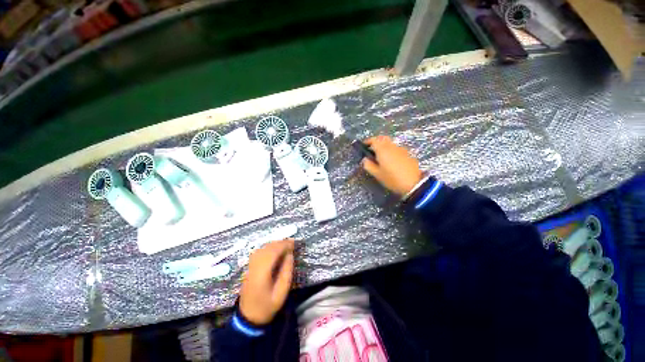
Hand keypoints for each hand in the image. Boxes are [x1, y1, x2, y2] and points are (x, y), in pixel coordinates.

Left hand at [239, 239, 294, 324]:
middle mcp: (254, 267)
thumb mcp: (282, 292)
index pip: (272, 253)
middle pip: (266, 249)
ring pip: (262, 248)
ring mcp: (249, 267)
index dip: (283, 245)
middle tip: (291, 242)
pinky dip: (268, 247)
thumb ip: (287, 272)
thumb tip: (290, 254)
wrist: (249, 317)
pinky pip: (258, 252)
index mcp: (261, 275)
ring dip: (274, 244)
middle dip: (279, 243)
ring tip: (285, 244)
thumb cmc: (268, 306)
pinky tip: (275, 249)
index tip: (293, 243)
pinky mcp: (248, 268)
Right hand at [362, 136, 423, 196]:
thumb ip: (369, 165)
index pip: (373, 140)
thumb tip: (365, 159)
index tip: (363, 146)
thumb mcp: (377, 174)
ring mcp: (401, 149)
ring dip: (384, 146)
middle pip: (383, 138)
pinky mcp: (407, 154)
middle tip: (371, 149)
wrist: (414, 183)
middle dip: (376, 141)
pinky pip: (396, 149)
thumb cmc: (392, 179)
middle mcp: (392, 146)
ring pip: (390, 143)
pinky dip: (391, 151)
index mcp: (383, 150)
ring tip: (380, 156)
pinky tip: (391, 161)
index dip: (367, 141)